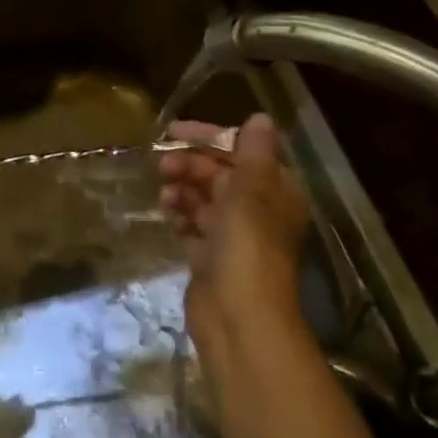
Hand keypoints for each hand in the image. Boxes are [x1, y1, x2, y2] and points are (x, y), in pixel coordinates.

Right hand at [159, 115, 310, 356]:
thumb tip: (260, 118)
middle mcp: (257, 212)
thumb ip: (253, 152)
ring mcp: (234, 238)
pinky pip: (193, 228)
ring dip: (182, 190)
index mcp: (274, 191)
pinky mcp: (211, 260)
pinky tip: (168, 217)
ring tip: (165, 197)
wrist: (238, 319)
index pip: (240, 150)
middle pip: (219, 174)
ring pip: (203, 200)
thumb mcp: (250, 190)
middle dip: (190, 165)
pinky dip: (180, 218)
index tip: (172, 130)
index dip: (208, 137)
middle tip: (162, 166)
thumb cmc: (247, 246)